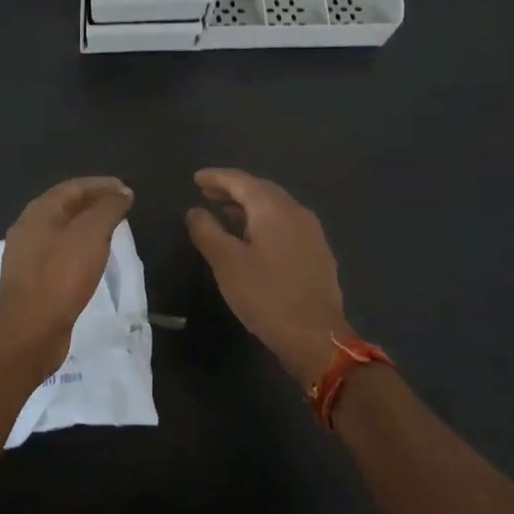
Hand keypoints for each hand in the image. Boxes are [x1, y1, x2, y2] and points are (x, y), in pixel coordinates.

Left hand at [0, 176, 133, 388]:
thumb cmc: (60, 277)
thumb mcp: (91, 236)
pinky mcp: (33, 280)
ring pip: (62, 231)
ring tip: (112, 231)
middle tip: (122, 208)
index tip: (127, 190)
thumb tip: (122, 193)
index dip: (101, 185)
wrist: (28, 333)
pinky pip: (60, 254)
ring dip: (87, 227)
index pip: (73, 188)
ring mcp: (28, 256)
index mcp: (38, 213)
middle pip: (65, 207)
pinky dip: (80, 248)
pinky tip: (93, 259)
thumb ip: (107, 209)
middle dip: (94, 204)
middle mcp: (29, 229)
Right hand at [185, 169, 351, 386]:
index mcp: (273, 209)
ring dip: (248, 207)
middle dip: (233, 189)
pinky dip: (264, 222)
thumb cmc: (266, 296)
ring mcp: (312, 233)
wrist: (316, 336)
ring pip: (275, 208)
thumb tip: (195, 210)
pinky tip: (253, 240)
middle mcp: (296, 212)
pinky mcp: (317, 253)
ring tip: (225, 215)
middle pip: (261, 190)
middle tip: (207, 193)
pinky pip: (286, 225)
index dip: (217, 177)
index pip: (241, 181)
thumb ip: (207, 231)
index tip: (196, 178)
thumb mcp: (226, 263)